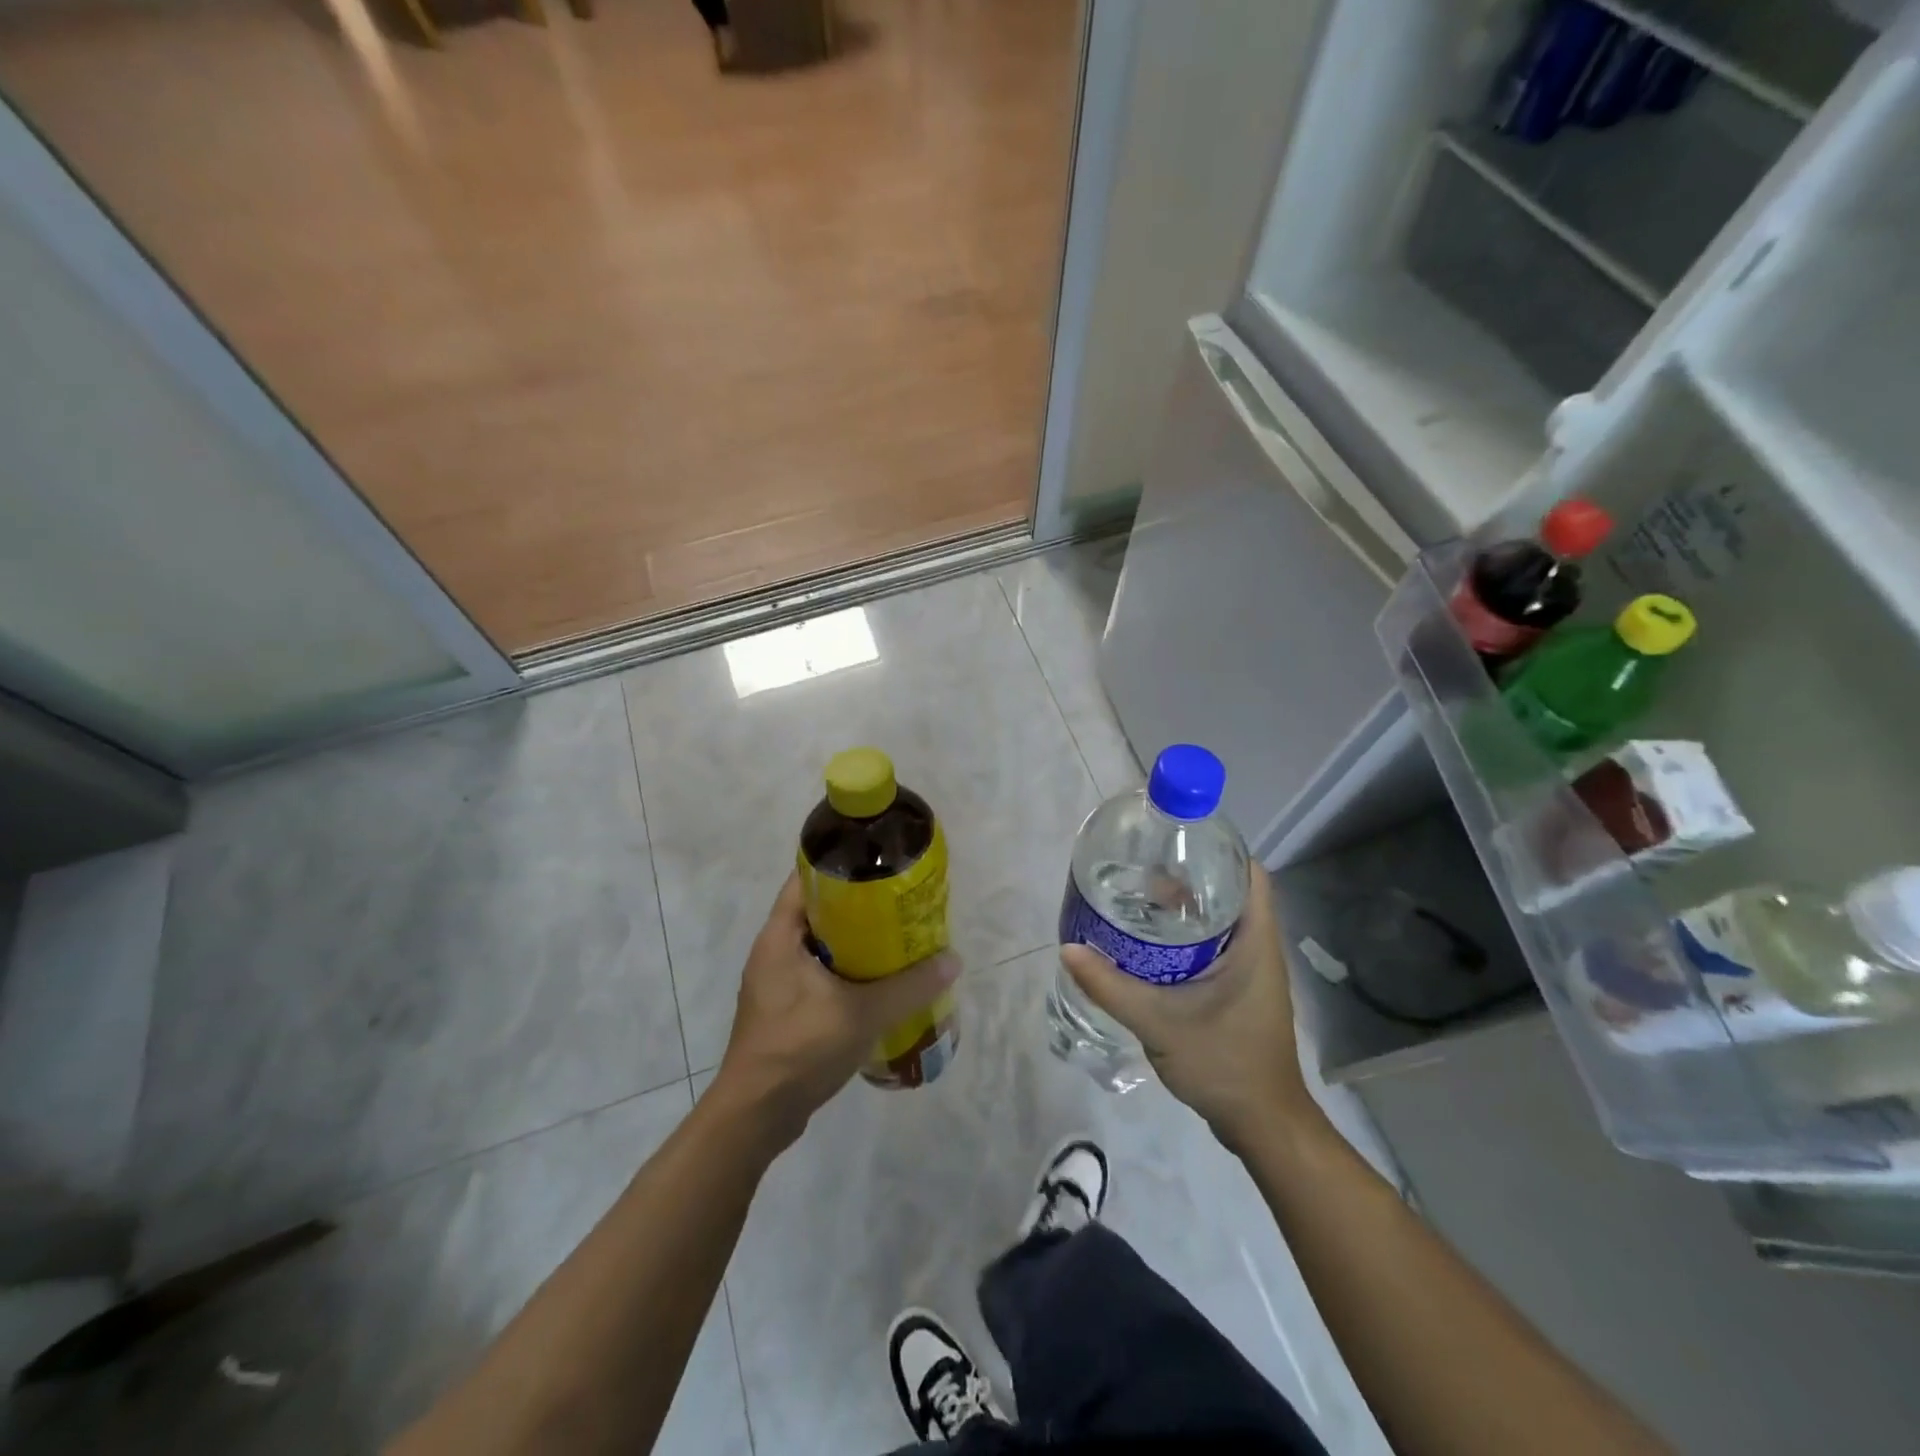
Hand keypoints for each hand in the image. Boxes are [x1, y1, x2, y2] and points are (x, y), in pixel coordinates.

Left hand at [707, 872, 960, 1151]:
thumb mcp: (862, 1013)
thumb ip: (910, 987)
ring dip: (856, 943)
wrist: (756, 1116)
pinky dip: (848, 972)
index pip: (806, 879)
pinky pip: (820, 975)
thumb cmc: (800, 1049)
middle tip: (901, 904)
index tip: (881, 863)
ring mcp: (777, 983)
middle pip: (819, 912)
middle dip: (860, 907)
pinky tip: (880, 984)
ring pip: (822, 947)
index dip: (842, 864)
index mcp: (780, 936)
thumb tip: (954, 960)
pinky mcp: (785, 1010)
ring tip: (899, 941)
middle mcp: (774, 951)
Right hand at [1061, 865, 1322, 1150]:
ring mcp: (1250, 972)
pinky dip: (1185, 938)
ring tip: (1139, 898)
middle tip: (1142, 867)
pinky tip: (1150, 945)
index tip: (1177, 839)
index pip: (1250, 875)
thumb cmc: (1224, 1064)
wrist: (1261, 1125)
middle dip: (1188, 876)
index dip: (1219, 850)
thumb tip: (1068, 949)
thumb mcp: (1160, 1023)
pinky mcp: (1238, 992)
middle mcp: (1258, 949)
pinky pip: (1214, 948)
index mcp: (1255, 943)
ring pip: (1220, 923)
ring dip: (1185, 909)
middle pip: (1229, 894)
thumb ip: (1111, 987)